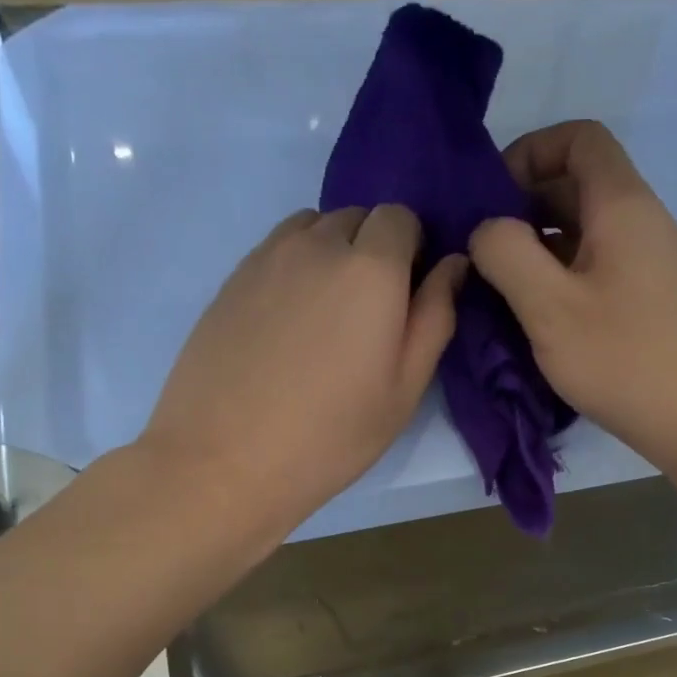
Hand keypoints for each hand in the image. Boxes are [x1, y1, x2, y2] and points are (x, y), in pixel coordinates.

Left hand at [141, 205, 462, 535]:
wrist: (224, 460)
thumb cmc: (331, 434)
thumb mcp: (404, 389)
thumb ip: (435, 317)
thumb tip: (452, 264)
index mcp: (371, 268)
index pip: (401, 217)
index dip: (411, 248)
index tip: (406, 293)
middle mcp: (317, 245)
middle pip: (356, 217)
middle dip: (373, 249)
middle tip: (367, 314)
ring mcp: (266, 258)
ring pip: (312, 228)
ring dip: (330, 252)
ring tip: (325, 315)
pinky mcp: (230, 280)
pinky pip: (275, 251)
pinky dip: (293, 268)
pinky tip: (287, 324)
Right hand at [468, 120, 676, 474]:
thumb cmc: (624, 358)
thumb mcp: (548, 306)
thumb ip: (506, 254)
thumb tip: (487, 228)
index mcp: (622, 206)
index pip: (580, 138)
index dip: (530, 152)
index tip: (492, 198)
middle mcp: (643, 223)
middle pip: (581, 184)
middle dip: (525, 205)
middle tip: (484, 250)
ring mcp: (652, 263)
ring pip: (588, 231)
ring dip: (541, 247)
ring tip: (502, 287)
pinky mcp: (652, 300)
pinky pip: (600, 267)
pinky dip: (563, 276)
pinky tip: (540, 316)